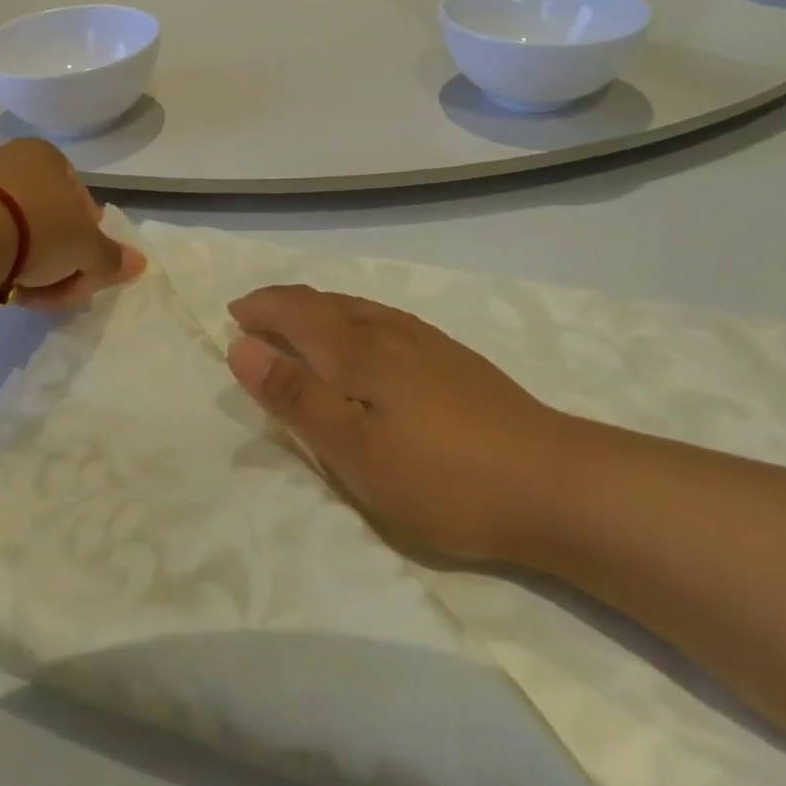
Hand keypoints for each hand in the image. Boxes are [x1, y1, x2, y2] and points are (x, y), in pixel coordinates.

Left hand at [0, 139, 144, 309]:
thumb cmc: (39, 228)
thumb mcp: (88, 248)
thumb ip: (112, 256)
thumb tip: (138, 264)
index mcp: (46, 156)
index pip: (81, 198)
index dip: (90, 235)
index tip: (87, 263)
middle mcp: (10, 161)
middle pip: (50, 219)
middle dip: (63, 258)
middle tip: (66, 286)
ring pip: (19, 234)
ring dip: (34, 267)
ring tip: (33, 294)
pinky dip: (2, 264)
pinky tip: (5, 288)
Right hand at [227, 285, 575, 563]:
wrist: (552, 482)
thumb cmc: (441, 475)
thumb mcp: (353, 449)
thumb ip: (294, 396)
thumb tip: (240, 346)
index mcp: (358, 348)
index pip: (296, 310)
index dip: (261, 308)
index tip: (233, 316)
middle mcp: (389, 331)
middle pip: (326, 302)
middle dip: (284, 305)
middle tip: (255, 318)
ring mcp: (426, 342)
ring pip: (358, 308)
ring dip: (318, 310)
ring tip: (300, 327)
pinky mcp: (453, 360)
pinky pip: (384, 321)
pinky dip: (352, 321)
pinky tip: (366, 344)